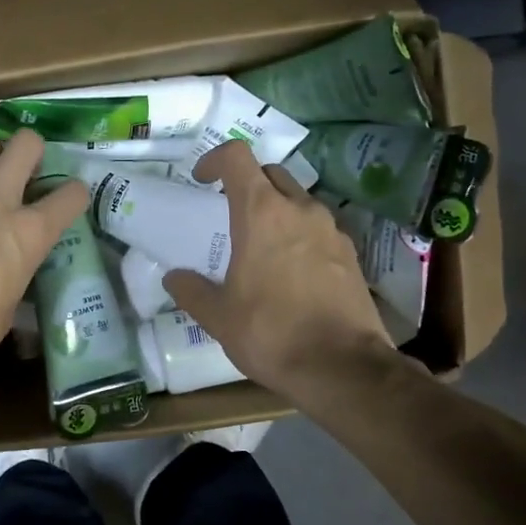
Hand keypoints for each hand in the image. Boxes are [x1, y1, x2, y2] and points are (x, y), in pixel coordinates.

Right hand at [165, 141, 396, 398]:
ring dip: (277, 209)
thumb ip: (191, 290)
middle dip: (247, 183)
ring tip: (261, 244)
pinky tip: (292, 269)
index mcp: (261, 213)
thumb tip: (174, 278)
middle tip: (229, 212)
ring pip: (299, 199)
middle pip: (270, 173)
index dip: (215, 159)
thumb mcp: (218, 317)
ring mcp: (331, 229)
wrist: (342, 367)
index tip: (201, 180)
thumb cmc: (271, 333)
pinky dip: (301, 234)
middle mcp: (300, 209)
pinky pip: (319, 228)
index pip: (237, 157)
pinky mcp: (351, 253)